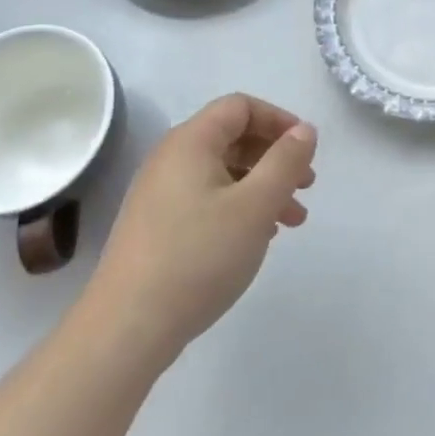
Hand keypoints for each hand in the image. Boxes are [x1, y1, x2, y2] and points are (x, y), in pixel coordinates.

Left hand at [83, 94, 316, 367]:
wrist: (127, 328)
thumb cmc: (199, 256)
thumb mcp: (256, 205)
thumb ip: (285, 162)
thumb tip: (304, 130)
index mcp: (191, 141)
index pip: (240, 107)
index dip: (279, 120)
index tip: (307, 149)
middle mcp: (171, 158)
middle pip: (233, 138)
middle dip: (275, 157)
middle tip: (306, 186)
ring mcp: (160, 194)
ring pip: (223, 173)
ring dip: (262, 187)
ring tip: (292, 221)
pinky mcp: (157, 227)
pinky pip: (207, 199)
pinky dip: (239, 207)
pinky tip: (257, 238)